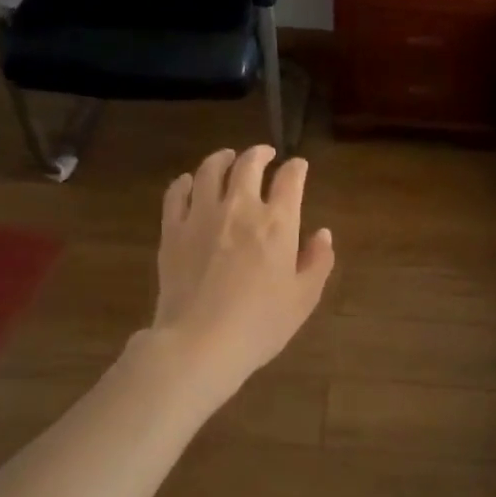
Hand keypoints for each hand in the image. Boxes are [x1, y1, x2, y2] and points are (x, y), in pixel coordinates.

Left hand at [149, 145, 334, 396]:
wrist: (199, 343)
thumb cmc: (260, 325)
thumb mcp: (303, 299)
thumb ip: (317, 262)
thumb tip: (323, 234)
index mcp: (277, 223)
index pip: (290, 179)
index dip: (297, 168)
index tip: (299, 167)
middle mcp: (240, 208)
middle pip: (248, 164)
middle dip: (260, 153)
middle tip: (265, 153)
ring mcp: (202, 216)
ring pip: (210, 170)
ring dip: (222, 158)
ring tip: (227, 158)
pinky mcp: (173, 230)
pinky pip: (177, 193)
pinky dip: (186, 182)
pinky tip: (190, 183)